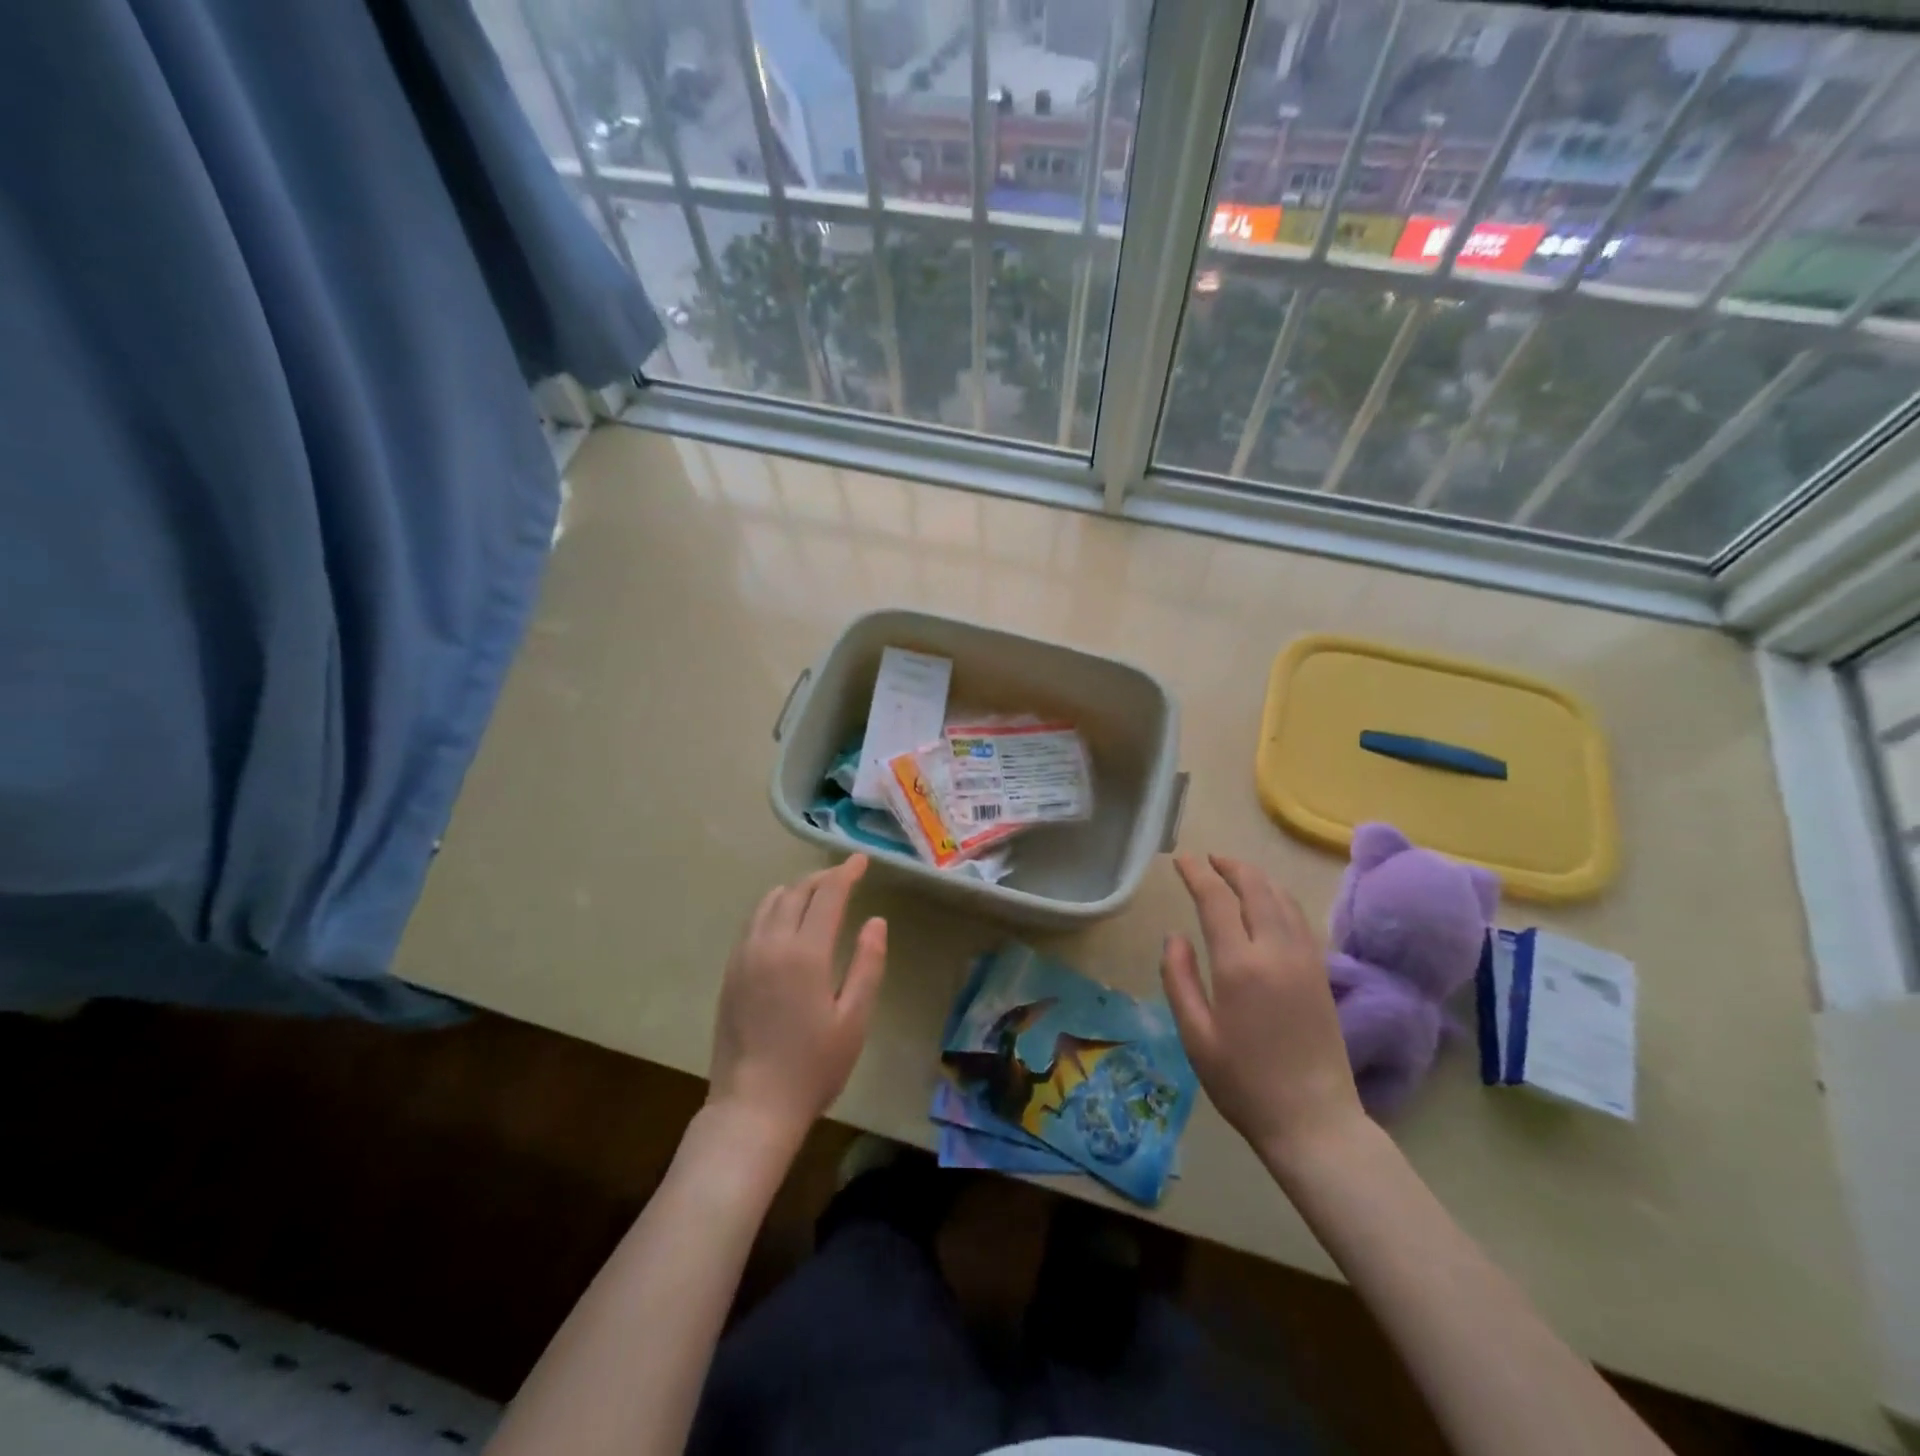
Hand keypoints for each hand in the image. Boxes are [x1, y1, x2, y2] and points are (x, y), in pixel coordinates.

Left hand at [707, 856, 888, 1150]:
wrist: (752, 1107)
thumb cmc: (813, 1066)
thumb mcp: (854, 1019)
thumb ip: (867, 964)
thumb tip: (875, 921)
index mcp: (805, 953)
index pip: (827, 895)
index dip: (846, 873)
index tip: (861, 860)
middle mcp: (770, 944)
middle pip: (796, 892)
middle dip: (822, 878)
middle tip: (844, 876)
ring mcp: (745, 956)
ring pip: (769, 903)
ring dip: (795, 890)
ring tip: (816, 893)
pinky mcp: (731, 972)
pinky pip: (753, 923)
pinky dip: (773, 908)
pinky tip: (785, 921)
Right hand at [1161, 855, 1366, 1170]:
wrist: (1314, 1121)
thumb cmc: (1244, 1082)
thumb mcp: (1195, 1035)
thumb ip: (1178, 979)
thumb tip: (1174, 936)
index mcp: (1239, 965)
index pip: (1216, 900)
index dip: (1197, 874)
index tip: (1181, 860)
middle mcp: (1276, 951)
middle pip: (1256, 888)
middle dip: (1230, 866)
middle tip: (1208, 859)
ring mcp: (1305, 959)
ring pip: (1282, 898)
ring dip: (1257, 878)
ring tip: (1235, 873)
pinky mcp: (1322, 973)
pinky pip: (1300, 918)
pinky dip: (1279, 898)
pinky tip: (1269, 904)